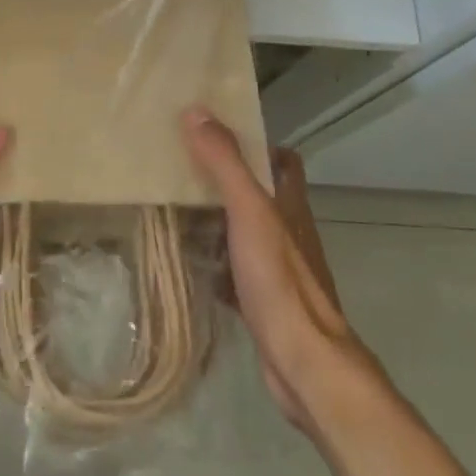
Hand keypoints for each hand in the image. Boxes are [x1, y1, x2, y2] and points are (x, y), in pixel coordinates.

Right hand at [183, 107, 371, 429]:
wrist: (303, 363)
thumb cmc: (279, 280)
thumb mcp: (249, 212)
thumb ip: (225, 163)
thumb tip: (197, 111)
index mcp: (291, 206)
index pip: (284, 161)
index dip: (258, 144)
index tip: (219, 136)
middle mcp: (288, 232)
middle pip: (259, 195)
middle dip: (225, 182)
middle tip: (182, 170)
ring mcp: (278, 269)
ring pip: (244, 233)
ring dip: (216, 222)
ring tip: (173, 209)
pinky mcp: (263, 301)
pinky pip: (234, 271)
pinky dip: (213, 263)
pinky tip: (185, 262)